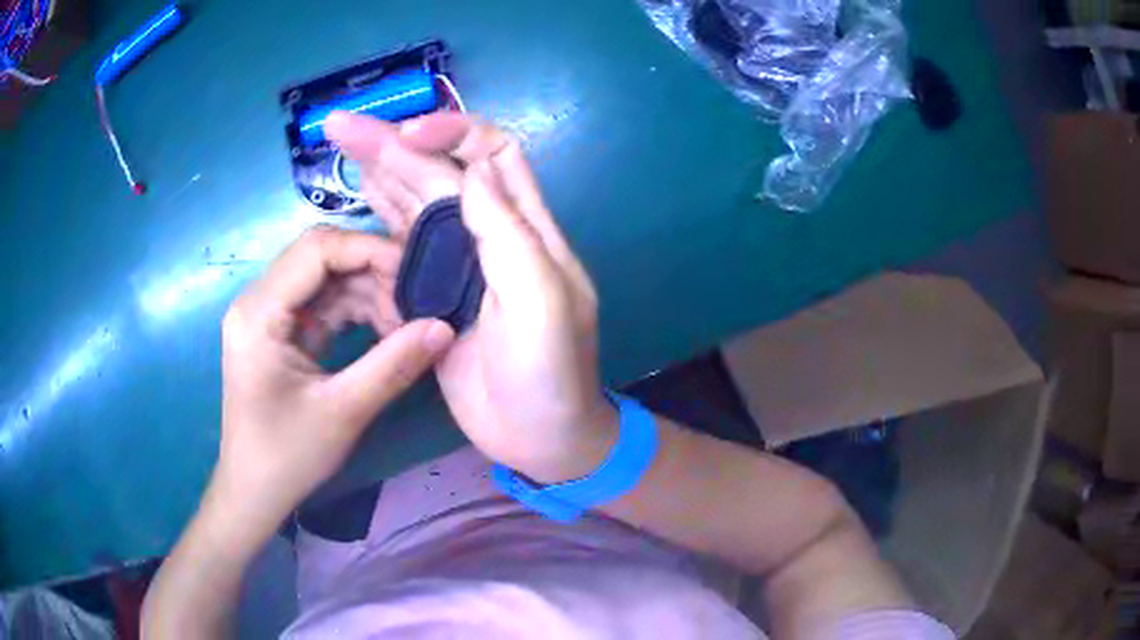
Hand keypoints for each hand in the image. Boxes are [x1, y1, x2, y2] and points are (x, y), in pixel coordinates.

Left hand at [215, 226, 454, 539]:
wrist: (255, 492)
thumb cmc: (287, 457)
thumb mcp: (342, 412)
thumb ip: (393, 365)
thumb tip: (444, 327)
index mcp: (259, 312)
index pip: (317, 250)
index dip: (369, 251)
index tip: (416, 275)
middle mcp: (258, 301)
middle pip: (322, 257)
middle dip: (372, 272)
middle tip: (416, 304)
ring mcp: (269, 314)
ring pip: (328, 279)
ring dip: (369, 294)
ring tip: (406, 327)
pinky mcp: (282, 331)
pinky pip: (325, 304)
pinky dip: (358, 313)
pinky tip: (386, 333)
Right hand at [327, 112, 616, 483]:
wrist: (539, 437)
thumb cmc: (549, 374)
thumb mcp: (541, 302)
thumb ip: (508, 233)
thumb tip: (472, 168)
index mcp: (523, 229)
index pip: (492, 152)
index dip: (453, 132)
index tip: (407, 134)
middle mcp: (488, 235)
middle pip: (439, 172)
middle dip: (392, 144)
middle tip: (340, 126)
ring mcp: (456, 265)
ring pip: (415, 201)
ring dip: (380, 171)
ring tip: (341, 146)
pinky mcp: (431, 296)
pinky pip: (401, 245)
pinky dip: (378, 216)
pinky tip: (357, 198)